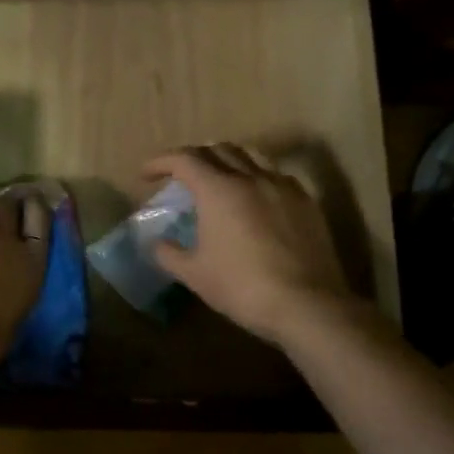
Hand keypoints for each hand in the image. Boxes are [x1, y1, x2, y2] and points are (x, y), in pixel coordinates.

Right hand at [143, 145, 357, 346]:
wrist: (307, 304)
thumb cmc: (242, 287)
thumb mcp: (195, 274)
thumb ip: (169, 254)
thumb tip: (157, 244)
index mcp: (218, 190)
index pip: (184, 159)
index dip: (161, 162)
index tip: (146, 174)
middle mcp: (251, 177)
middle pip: (217, 149)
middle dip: (193, 157)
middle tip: (180, 176)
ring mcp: (283, 186)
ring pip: (251, 155)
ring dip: (227, 160)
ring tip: (218, 178)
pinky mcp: (306, 202)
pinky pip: (276, 175)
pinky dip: (256, 176)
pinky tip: (255, 197)